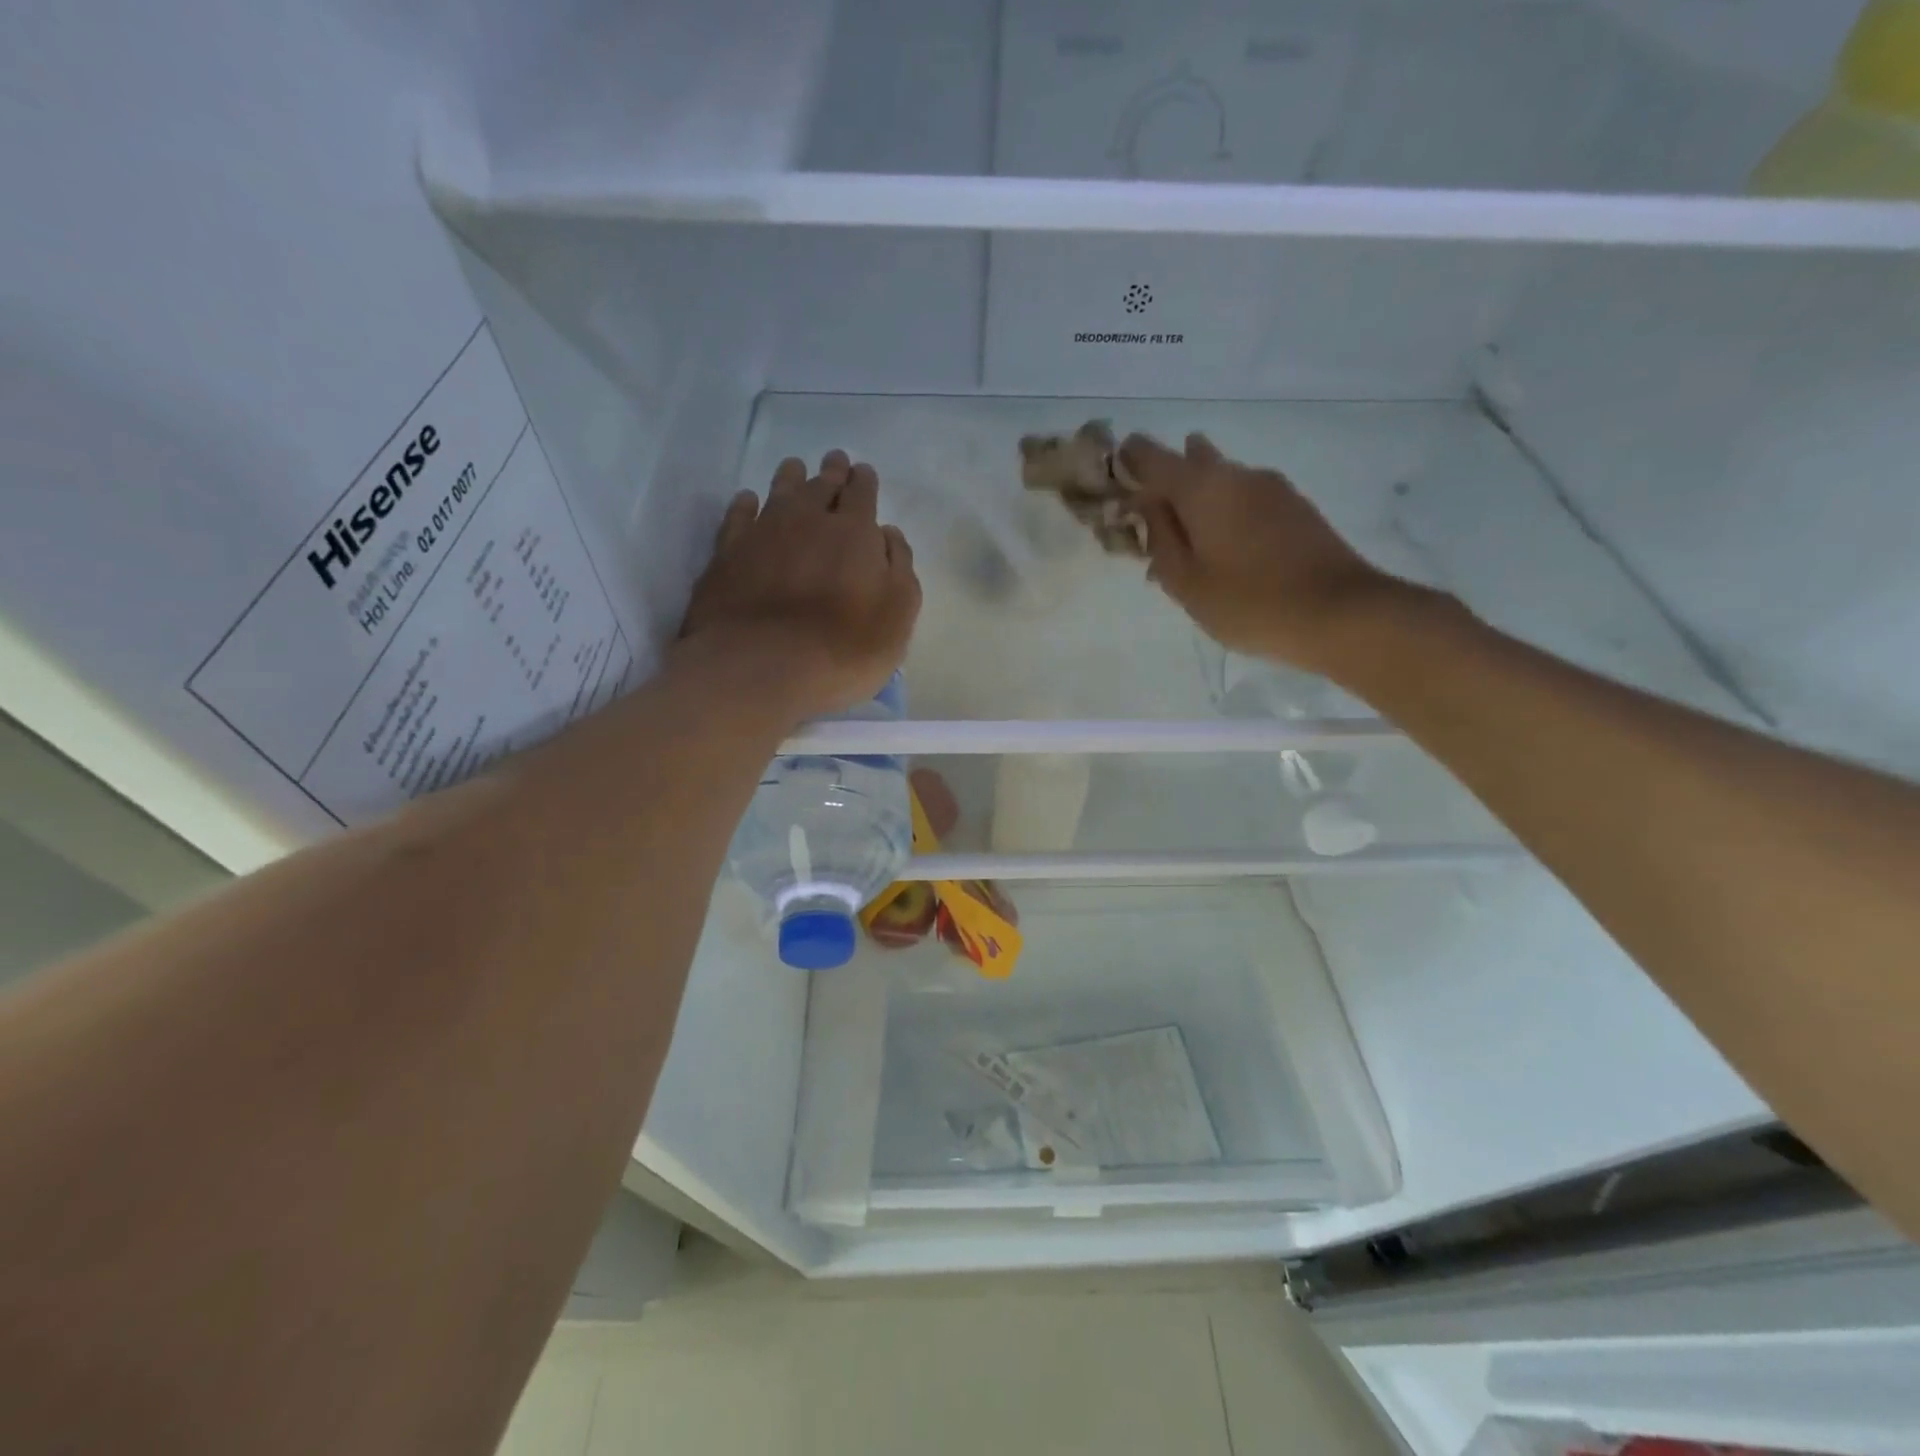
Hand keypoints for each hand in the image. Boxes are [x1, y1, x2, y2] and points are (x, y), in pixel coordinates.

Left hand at [679, 451, 920, 720]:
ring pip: (779, 491)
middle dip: (832, 472)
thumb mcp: (897, 617)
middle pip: (821, 485)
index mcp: (854, 532)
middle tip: (835, 460)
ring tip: (795, 468)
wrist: (759, 669)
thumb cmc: (842, 649)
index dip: (864, 481)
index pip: (862, 493)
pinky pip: (738, 516)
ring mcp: (762, 533)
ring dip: (791, 478)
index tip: (863, 473)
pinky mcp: (726, 555)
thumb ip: (899, 569)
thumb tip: (888, 534)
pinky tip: (747, 500)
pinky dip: (745, 504)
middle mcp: (808, 520)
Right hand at [1122, 432, 1399, 675]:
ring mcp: (1272, 488)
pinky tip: (1222, 546)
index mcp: (1203, 488)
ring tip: (1185, 538)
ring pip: (1221, 480)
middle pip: (1190, 462)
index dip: (1127, 460)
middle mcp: (1237, 474)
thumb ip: (1159, 539)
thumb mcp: (1187, 582)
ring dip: (1197, 499)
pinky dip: (1224, 512)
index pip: (1151, 455)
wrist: (1341, 613)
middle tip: (1148, 514)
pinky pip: (1245, 498)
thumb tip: (1145, 505)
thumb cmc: (1250, 602)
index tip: (1112, 475)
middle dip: (1165, 480)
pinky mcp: (1296, 507)